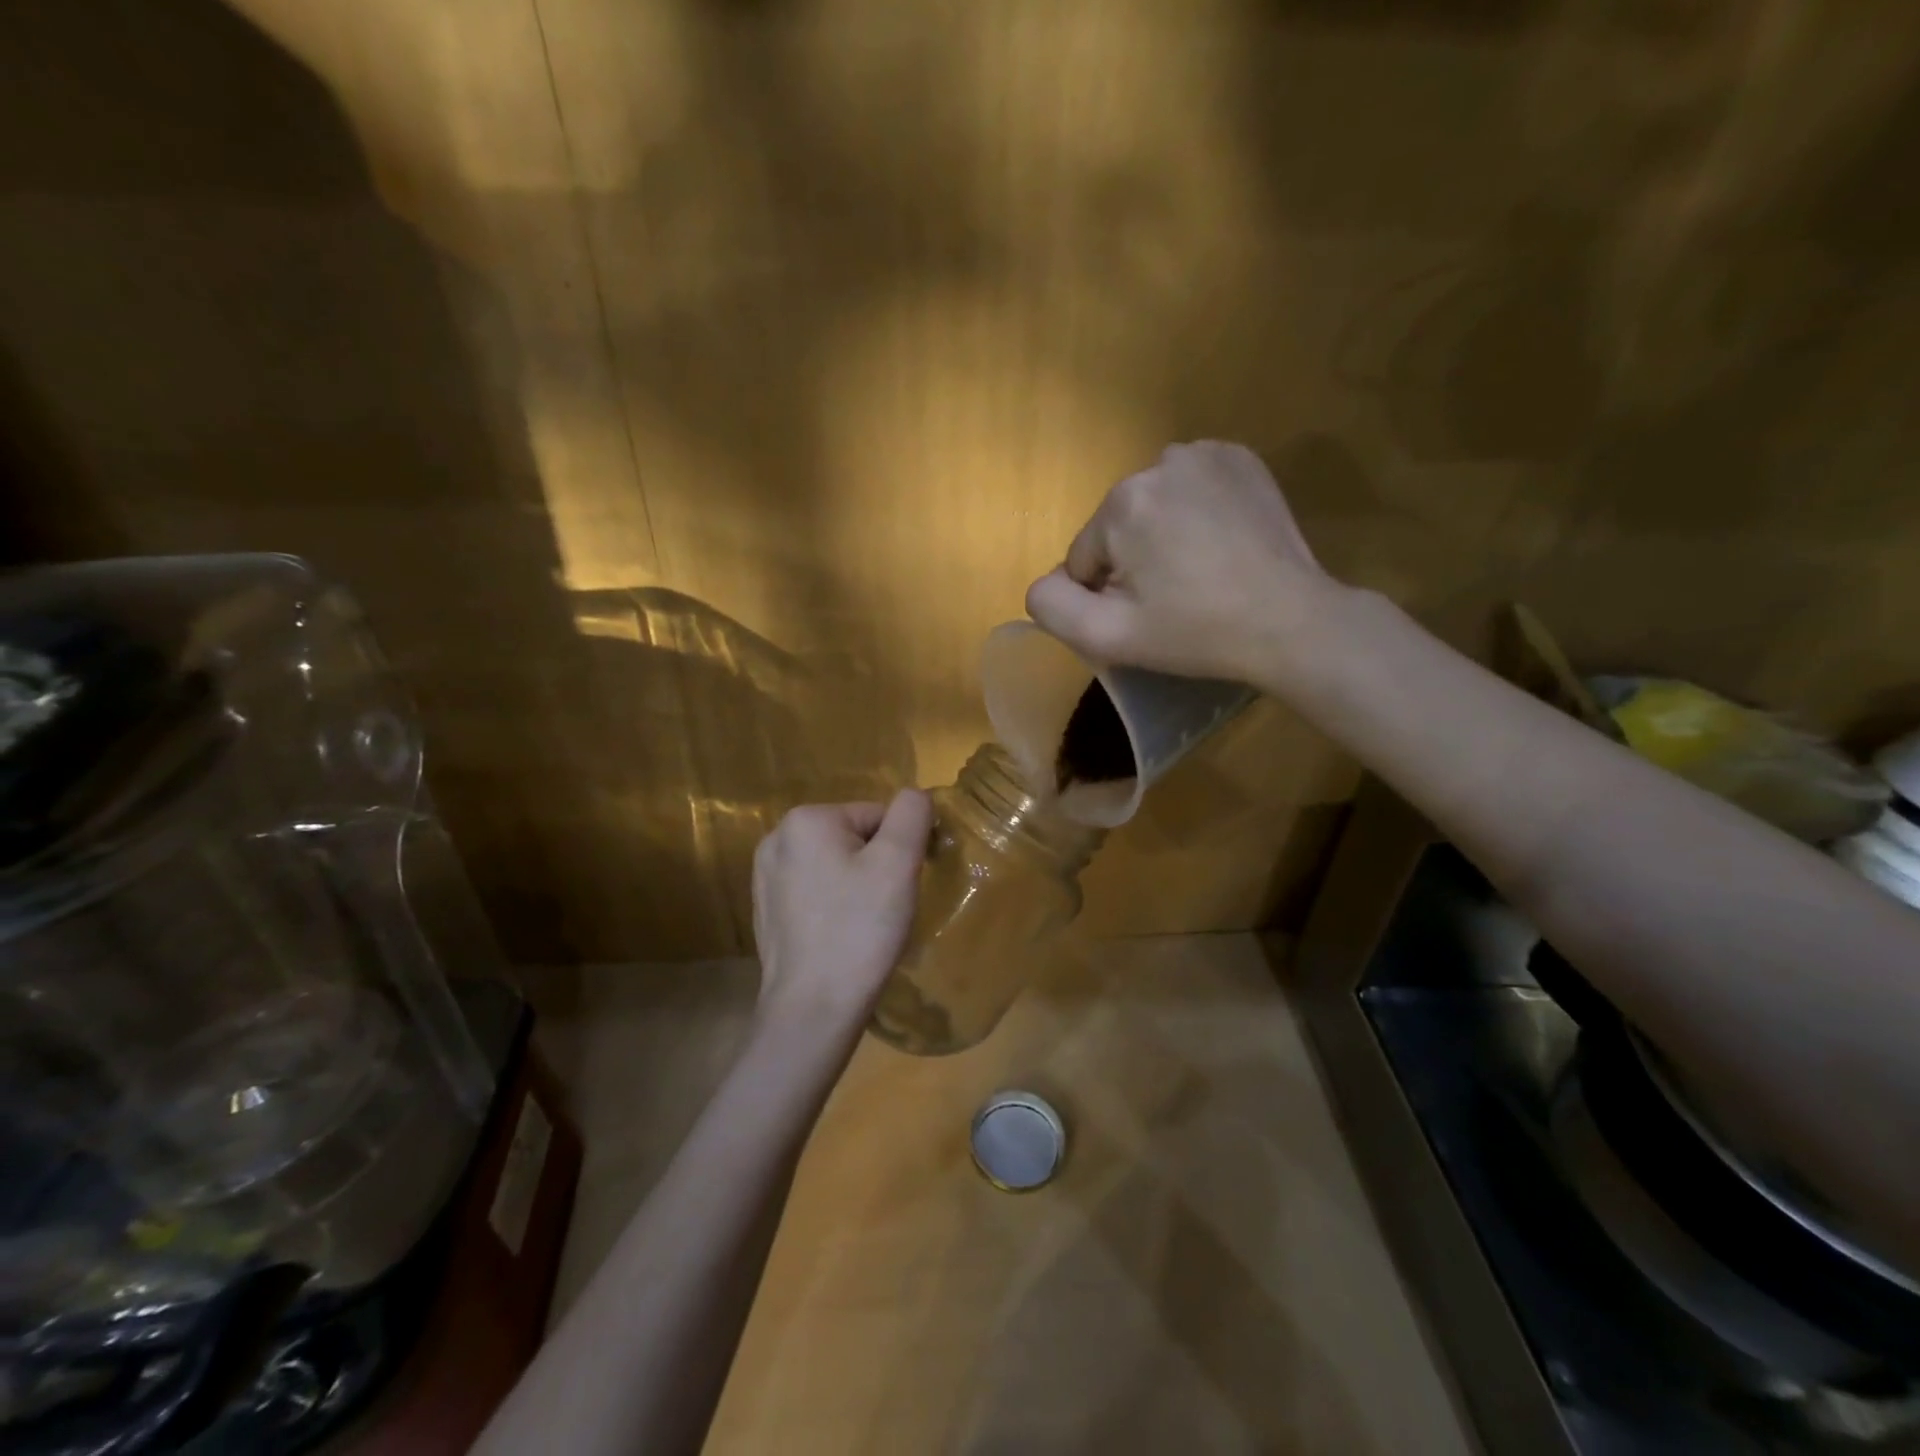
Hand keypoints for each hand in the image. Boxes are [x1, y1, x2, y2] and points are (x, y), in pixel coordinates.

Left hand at [751, 790, 933, 1031]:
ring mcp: (765, 876)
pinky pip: (816, 891)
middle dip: (876, 866)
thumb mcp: (898, 862)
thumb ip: (912, 814)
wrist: (813, 1008)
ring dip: (857, 886)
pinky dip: (834, 906)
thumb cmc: (860, 930)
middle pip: (854, 838)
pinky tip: (840, 936)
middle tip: (884, 909)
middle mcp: (776, 838)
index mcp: (806, 819)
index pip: (877, 816)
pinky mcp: (765, 909)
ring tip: (863, 925)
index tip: (901, 887)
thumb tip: (915, 796)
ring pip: (836, 865)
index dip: (900, 849)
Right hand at [1025, 441, 1338, 686]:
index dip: (1107, 594)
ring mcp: (1205, 454)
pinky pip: (1190, 487)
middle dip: (1134, 561)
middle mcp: (1158, 461)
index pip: (1085, 559)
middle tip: (1176, 596)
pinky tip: (1219, 542)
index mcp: (1121, 503)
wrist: (1289, 622)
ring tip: (1201, 570)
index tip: (1148, 614)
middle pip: (1118, 528)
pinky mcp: (1240, 458)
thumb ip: (1051, 606)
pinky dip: (1195, 511)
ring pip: (1152, 506)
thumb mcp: (1107, 636)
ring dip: (1162, 534)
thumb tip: (1047, 581)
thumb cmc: (1194, 632)